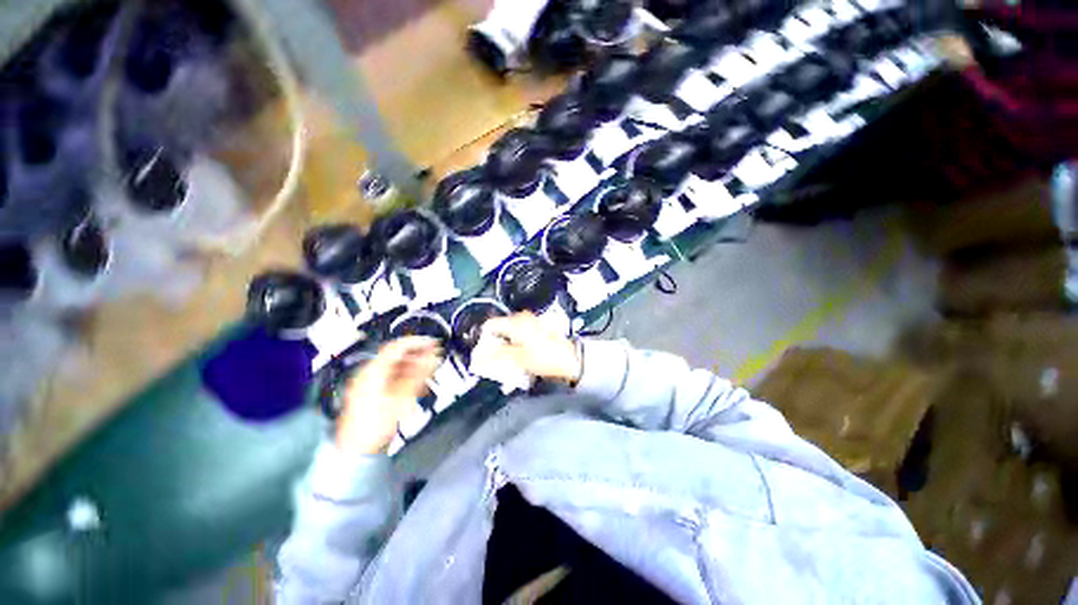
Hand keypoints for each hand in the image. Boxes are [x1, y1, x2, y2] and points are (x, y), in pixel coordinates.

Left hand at [336, 337, 441, 454]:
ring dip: (413, 365)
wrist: (357, 451)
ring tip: (430, 368)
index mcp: (373, 371)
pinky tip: (418, 381)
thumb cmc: (377, 423)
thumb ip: (419, 374)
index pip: (397, 347)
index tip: (434, 343)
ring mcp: (368, 383)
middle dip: (417, 354)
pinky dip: (405, 375)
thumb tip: (434, 356)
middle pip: (395, 355)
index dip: (417, 342)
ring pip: (394, 366)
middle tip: (435, 355)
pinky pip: (391, 376)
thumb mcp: (402, 397)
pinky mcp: (371, 392)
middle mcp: (368, 373)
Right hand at [480, 312, 581, 383]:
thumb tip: (479, 357)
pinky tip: (521, 361)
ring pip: (511, 335)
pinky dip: (518, 348)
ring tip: (509, 364)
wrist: (571, 359)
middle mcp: (523, 318)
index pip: (490, 325)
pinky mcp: (539, 330)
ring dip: (507, 349)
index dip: (483, 340)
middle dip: (495, 346)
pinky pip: (521, 338)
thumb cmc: (546, 357)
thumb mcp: (517, 359)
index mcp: (515, 322)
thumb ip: (495, 356)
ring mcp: (532, 323)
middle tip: (495, 362)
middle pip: (500, 330)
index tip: (482, 354)